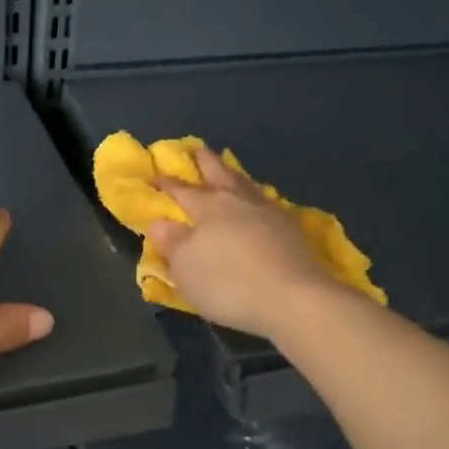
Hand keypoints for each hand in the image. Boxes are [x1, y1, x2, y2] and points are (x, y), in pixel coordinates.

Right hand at [148, 147, 333, 339]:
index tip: (156, 173)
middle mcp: (238, 201)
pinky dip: (256, 195)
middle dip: (205, 162)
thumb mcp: (186, 268)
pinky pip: (266, 201)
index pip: (182, 191)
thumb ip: (172, 243)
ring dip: (234, 174)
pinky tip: (258, 201)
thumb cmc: (228, 284)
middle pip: (219, 174)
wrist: (293, 299)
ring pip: (246, 184)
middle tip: (197, 149)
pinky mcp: (291, 228)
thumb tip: (159, 221)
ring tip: (229, 169)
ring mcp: (269, 211)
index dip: (167, 183)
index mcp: (208, 208)